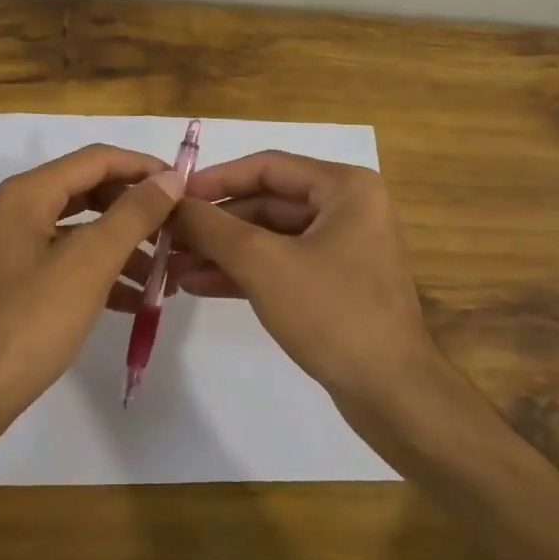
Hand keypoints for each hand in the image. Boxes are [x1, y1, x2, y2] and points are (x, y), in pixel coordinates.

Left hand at [0, 144, 183, 440]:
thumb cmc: (31, 320)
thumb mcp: (90, 262)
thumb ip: (133, 215)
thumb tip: (169, 178)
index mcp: (29, 194)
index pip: (97, 159)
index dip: (143, 167)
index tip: (185, 186)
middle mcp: (20, 211)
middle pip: (91, 192)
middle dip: (137, 209)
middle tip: (178, 229)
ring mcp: (18, 249)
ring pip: (83, 231)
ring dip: (126, 245)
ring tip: (166, 271)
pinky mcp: (21, 284)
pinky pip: (71, 263)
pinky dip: (104, 273)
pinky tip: (136, 299)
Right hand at [169, 151, 445, 413]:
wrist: (391, 392)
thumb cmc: (332, 313)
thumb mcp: (263, 263)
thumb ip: (212, 227)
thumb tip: (170, 203)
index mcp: (345, 188)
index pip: (267, 167)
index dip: (216, 179)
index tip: (172, 196)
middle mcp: (347, 209)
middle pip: (266, 202)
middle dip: (215, 223)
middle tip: (167, 237)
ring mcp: (342, 249)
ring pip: (270, 237)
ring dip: (222, 250)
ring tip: (171, 266)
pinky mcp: (333, 285)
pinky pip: (280, 265)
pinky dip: (243, 272)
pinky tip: (198, 284)